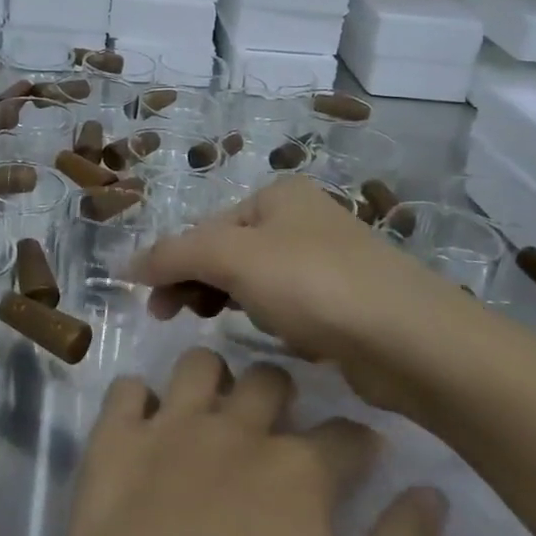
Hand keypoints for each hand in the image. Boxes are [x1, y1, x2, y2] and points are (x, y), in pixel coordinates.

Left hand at [46, 348, 444, 535]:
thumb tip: (431, 492)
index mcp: (300, 472)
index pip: (346, 435)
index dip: (360, 442)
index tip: (363, 453)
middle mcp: (237, 430)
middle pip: (269, 379)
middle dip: (282, 392)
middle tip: (280, 423)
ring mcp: (171, 428)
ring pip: (198, 364)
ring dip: (211, 378)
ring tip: (213, 408)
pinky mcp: (115, 439)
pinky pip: (126, 389)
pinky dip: (137, 399)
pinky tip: (143, 423)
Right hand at [128, 176, 469, 412]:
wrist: (411, 341)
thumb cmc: (314, 284)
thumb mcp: (233, 259)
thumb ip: (175, 255)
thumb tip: (125, 264)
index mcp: (278, 195)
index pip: (206, 227)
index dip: (173, 263)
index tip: (153, 306)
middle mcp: (302, 219)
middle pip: (228, 251)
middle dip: (198, 283)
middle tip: (170, 318)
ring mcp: (327, 260)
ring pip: (257, 282)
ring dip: (232, 302)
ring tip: (221, 327)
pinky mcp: (345, 302)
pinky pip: (289, 306)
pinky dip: (273, 321)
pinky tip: (278, 339)